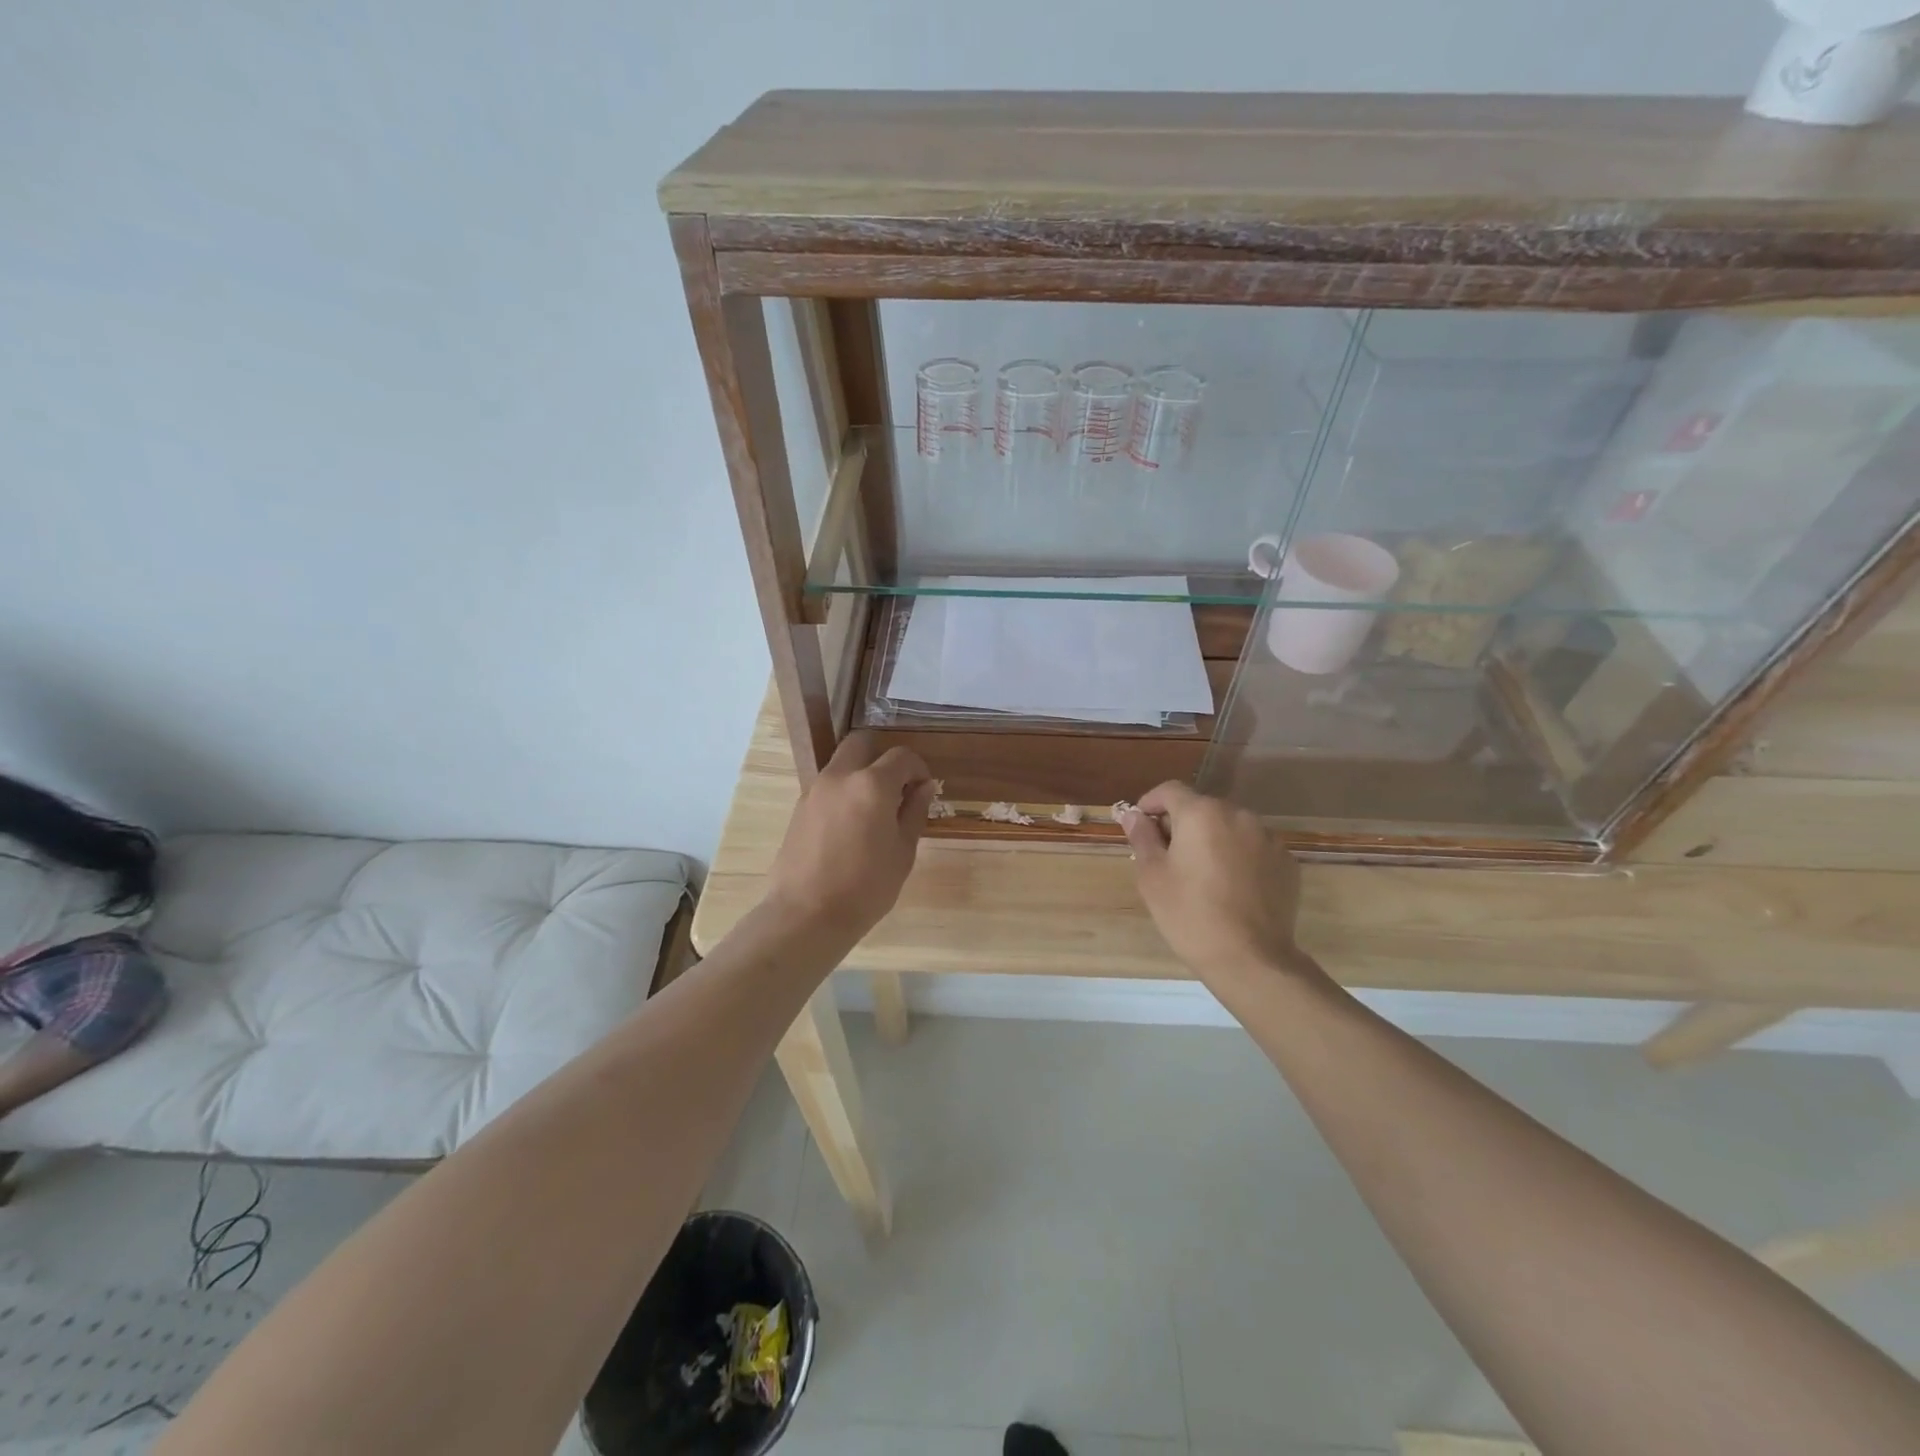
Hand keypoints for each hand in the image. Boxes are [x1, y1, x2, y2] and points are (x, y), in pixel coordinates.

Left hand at [764, 732, 936, 940]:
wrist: (806, 914)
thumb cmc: (866, 887)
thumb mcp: (902, 852)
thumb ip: (914, 812)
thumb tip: (924, 787)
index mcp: (872, 784)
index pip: (902, 756)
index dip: (918, 769)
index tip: (923, 789)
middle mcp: (841, 777)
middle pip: (862, 743)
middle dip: (883, 757)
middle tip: (896, 787)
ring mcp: (815, 790)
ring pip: (842, 763)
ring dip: (861, 773)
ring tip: (874, 810)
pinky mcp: (799, 807)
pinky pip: (828, 786)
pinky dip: (844, 791)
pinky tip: (851, 825)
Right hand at [1121, 782, 1313, 986]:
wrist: (1251, 959)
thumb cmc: (1190, 914)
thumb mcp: (1152, 876)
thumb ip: (1142, 837)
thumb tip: (1132, 814)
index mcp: (1201, 813)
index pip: (1170, 790)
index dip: (1150, 803)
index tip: (1141, 826)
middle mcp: (1238, 815)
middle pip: (1202, 807)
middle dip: (1182, 824)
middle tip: (1168, 857)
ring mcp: (1268, 837)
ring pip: (1230, 827)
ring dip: (1212, 839)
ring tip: (1202, 874)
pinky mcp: (1287, 862)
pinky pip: (1254, 848)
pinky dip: (1239, 857)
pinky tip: (1231, 888)